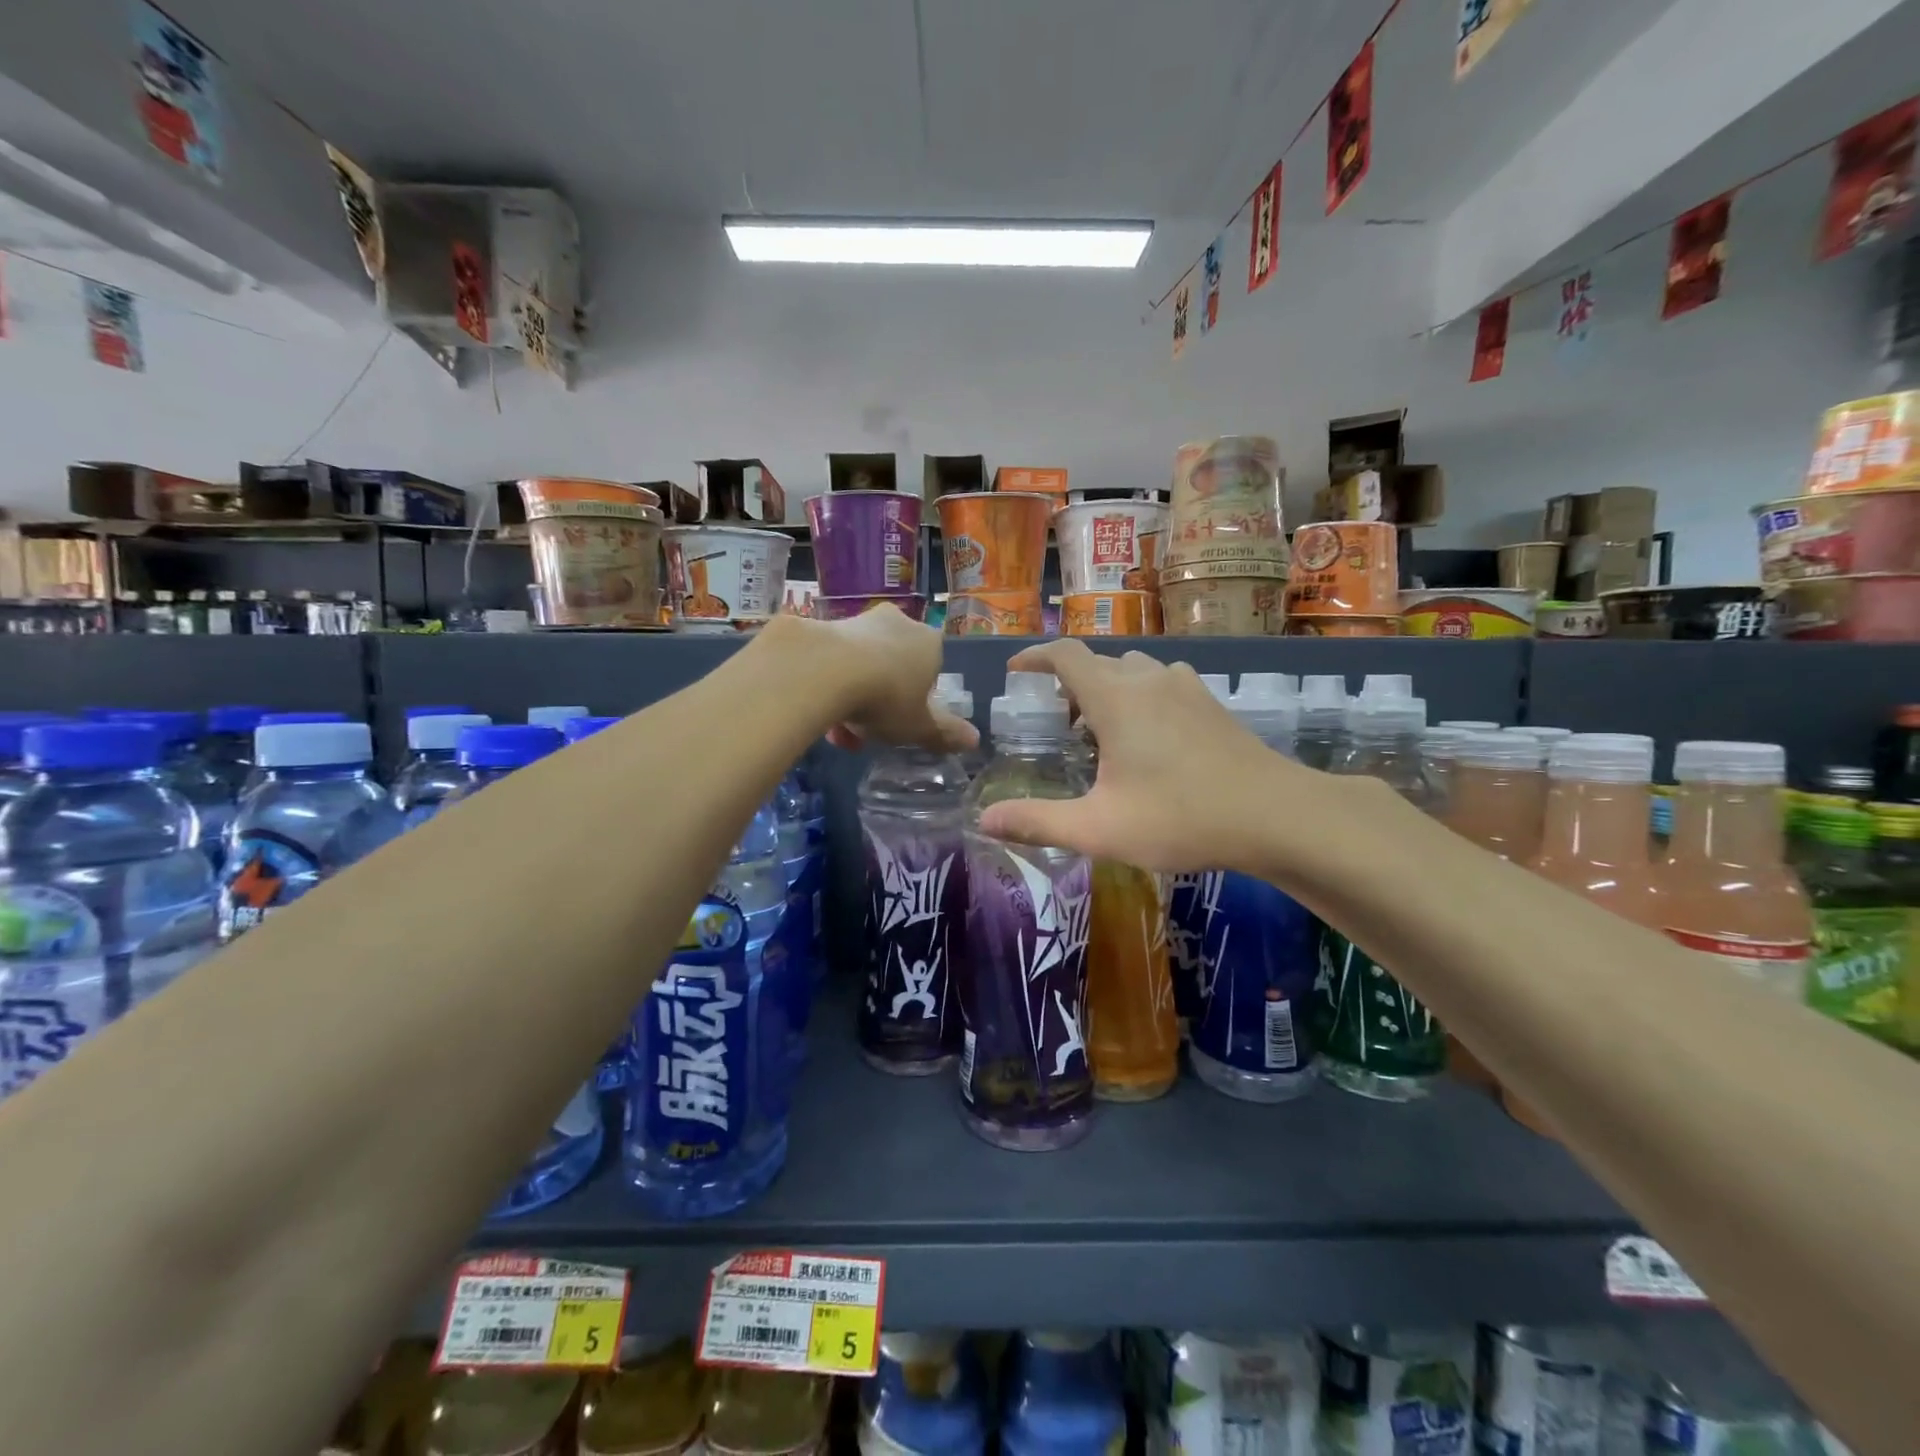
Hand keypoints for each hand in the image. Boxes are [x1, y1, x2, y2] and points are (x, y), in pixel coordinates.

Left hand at [773, 607, 977, 753]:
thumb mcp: (919, 726)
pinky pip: (831, 662)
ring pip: (860, 665)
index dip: (917, 697)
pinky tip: (818, 712)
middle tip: (866, 732)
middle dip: (880, 700)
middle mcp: (898, 624)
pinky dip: (827, 686)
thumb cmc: (887, 697)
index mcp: (929, 643)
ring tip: (837, 733)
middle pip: (893, 666)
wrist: (826, 669)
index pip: (931, 668)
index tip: (902, 721)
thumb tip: (974, 740)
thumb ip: (944, 733)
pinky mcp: (824, 625)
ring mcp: (859, 621)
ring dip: (851, 697)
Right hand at [976, 641, 1301, 873]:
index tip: (1015, 671)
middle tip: (1061, 725)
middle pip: (1098, 662)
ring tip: (1102, 734)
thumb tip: (984, 820)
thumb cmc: (1180, 818)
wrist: (1276, 815)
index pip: (1065, 654)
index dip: (1035, 656)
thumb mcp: (1099, 828)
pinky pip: (1161, 682)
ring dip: (1107, 689)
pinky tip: (1150, 740)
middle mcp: (1148, 678)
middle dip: (1070, 683)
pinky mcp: (1211, 701)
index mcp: (1115, 697)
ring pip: (1132, 670)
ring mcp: (1185, 686)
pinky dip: (1139, 696)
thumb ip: (1038, 821)